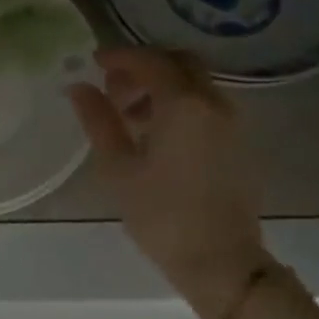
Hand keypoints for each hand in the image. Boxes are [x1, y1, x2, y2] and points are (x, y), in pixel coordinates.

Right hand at [67, 47, 271, 318]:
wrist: (221, 261)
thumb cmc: (161, 215)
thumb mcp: (118, 168)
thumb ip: (98, 120)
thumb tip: (79, 88)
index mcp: (183, 105)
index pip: (149, 61)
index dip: (119, 57)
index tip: (93, 63)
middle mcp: (214, 103)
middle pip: (179, 63)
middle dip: (144, 67)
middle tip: (114, 89)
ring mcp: (232, 122)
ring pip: (195, 84)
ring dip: (162, 86)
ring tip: (130, 118)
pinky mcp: (239, 142)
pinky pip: (206, 105)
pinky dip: (180, 104)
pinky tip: (157, 136)